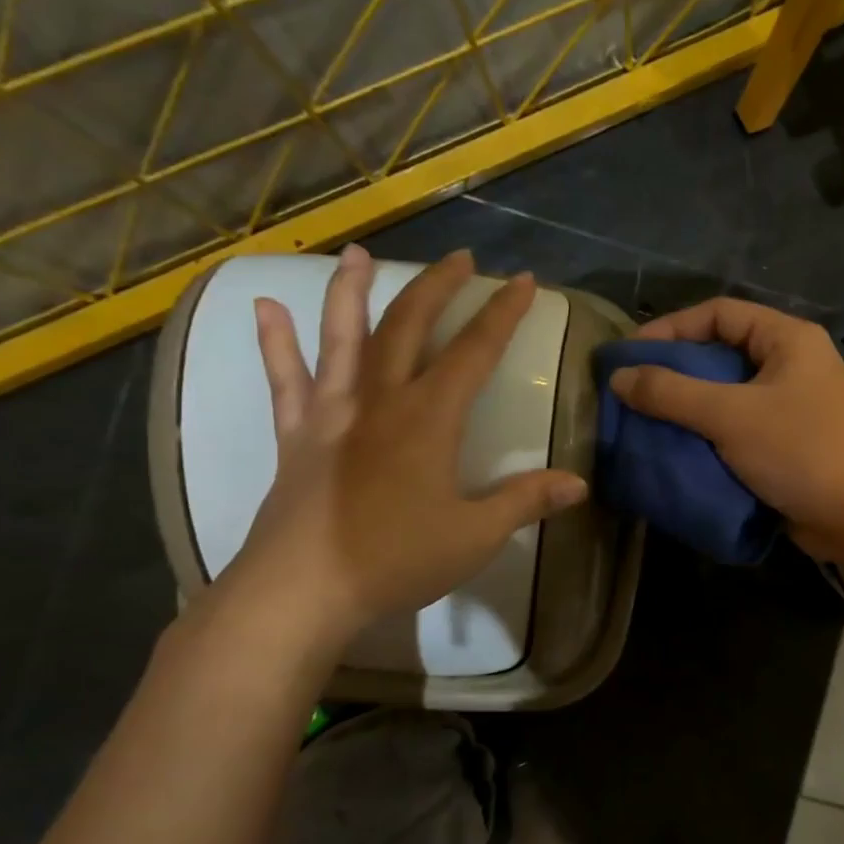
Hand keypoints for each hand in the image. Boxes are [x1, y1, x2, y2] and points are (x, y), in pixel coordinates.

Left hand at [222, 245, 587, 648]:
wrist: (303, 590)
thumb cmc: (396, 559)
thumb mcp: (475, 535)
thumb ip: (525, 501)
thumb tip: (578, 483)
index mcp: (429, 418)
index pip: (475, 352)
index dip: (502, 314)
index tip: (524, 281)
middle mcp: (380, 400)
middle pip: (410, 327)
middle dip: (437, 287)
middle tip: (459, 257)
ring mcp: (332, 413)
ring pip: (342, 338)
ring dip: (351, 292)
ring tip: (357, 253)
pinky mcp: (297, 435)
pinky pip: (285, 379)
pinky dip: (275, 342)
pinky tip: (265, 308)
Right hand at [607, 298, 843, 556]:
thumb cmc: (801, 452)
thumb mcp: (731, 416)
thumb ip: (673, 393)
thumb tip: (620, 376)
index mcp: (789, 339)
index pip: (719, 313)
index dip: (671, 328)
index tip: (630, 354)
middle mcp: (792, 363)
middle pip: (722, 352)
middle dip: (676, 370)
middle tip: (633, 390)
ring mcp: (792, 404)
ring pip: (728, 393)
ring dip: (689, 406)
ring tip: (646, 420)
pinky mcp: (788, 441)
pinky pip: (739, 425)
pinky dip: (708, 433)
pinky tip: (677, 447)